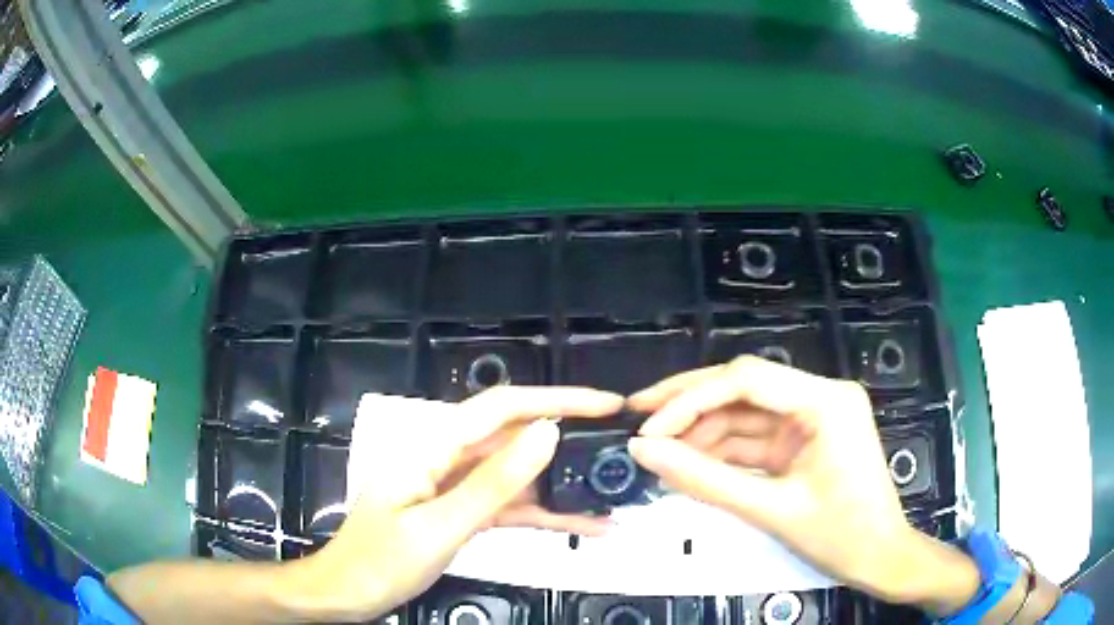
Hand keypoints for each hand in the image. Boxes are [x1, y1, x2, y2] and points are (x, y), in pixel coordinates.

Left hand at [287, 387, 623, 621]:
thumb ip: (493, 483)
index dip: (558, 399)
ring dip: (564, 484)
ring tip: (613, 492)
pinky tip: (584, 524)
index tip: (607, 405)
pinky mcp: (464, 513)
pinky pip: (511, 506)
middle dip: (569, 437)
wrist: (348, 593)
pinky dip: (546, 514)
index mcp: (434, 448)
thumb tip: (547, 433)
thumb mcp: (439, 527)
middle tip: (620, 445)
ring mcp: (458, 487)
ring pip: (519, 475)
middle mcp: (448, 458)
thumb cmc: (380, 561)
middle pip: (516, 436)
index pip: (504, 408)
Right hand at [626, 357, 977, 610]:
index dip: (690, 399)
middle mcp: (820, 396)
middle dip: (689, 402)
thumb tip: (643, 451)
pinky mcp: (804, 439)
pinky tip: (690, 464)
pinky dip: (722, 452)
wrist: (880, 558)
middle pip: (743, 386)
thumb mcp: (771, 510)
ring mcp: (812, 417)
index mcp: (825, 401)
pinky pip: (755, 438)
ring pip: (745, 413)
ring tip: (658, 453)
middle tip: (637, 414)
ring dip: (702, 432)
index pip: (747, 380)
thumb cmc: (840, 536)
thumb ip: (704, 480)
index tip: (647, 428)